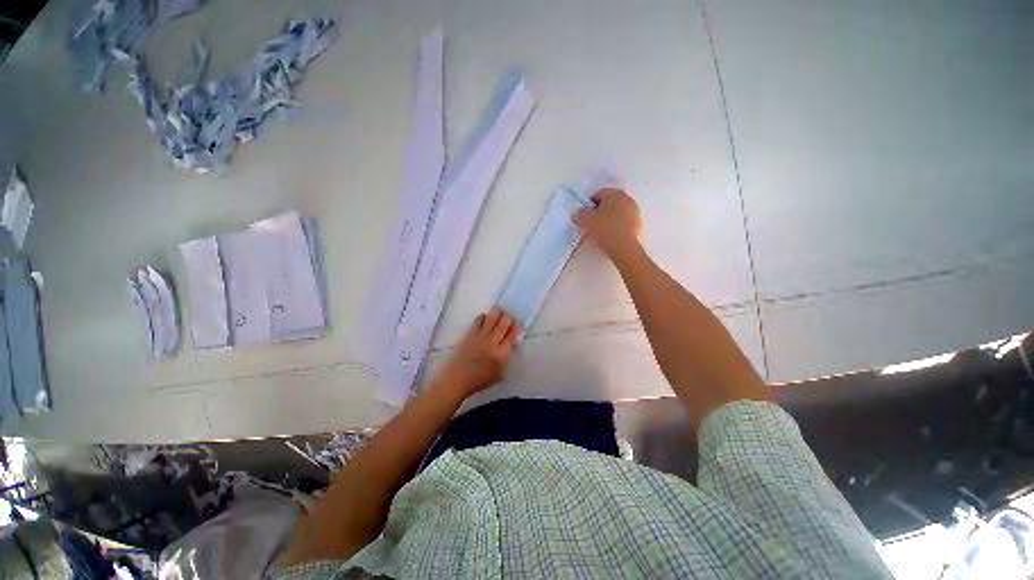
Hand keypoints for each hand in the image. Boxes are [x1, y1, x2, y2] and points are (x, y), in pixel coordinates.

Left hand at [433, 308, 520, 397]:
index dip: (516, 328)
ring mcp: (480, 338)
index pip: (512, 337)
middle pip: (502, 325)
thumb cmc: (479, 380)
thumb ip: (506, 360)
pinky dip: (482, 317)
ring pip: (491, 320)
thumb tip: (510, 348)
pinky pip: (477, 323)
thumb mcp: (499, 374)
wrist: (458, 380)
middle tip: (510, 314)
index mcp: (501, 354)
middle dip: (508, 318)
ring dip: (496, 313)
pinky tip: (485, 316)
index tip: (519, 323)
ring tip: (499, 310)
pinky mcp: (469, 336)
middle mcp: (492, 343)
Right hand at [573, 188, 642, 257]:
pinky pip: (623, 222)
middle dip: (600, 211)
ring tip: (600, 231)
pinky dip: (616, 226)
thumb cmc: (604, 228)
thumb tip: (579, 212)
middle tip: (591, 223)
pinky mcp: (638, 224)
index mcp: (615, 193)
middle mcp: (627, 199)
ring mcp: (635, 211)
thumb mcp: (585, 220)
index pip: (598, 194)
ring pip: (617, 212)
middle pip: (609, 203)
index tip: (584, 215)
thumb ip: (580, 213)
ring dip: (609, 218)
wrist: (623, 246)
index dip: (588, 205)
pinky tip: (610, 235)